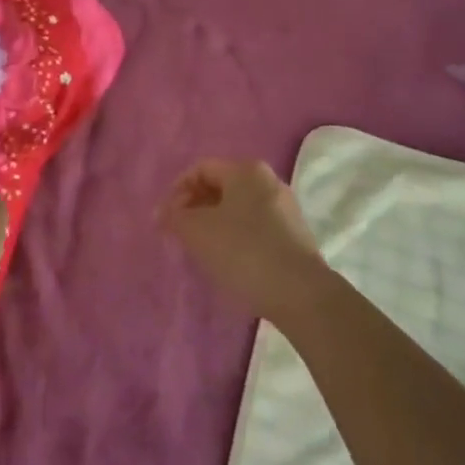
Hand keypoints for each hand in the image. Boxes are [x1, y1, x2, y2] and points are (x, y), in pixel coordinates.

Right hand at [161, 159, 326, 322]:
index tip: (165, 220)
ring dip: (215, 224)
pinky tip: (229, 261)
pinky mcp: (295, 236)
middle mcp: (268, 180)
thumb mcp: (197, 231)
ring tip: (202, 250)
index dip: (176, 191)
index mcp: (246, 170)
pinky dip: (236, 237)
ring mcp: (285, 208)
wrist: (301, 295)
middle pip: (220, 187)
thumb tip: (164, 213)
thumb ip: (175, 217)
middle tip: (180, 234)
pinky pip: (255, 227)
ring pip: (238, 208)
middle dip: (195, 207)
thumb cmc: (243, 251)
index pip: (200, 169)